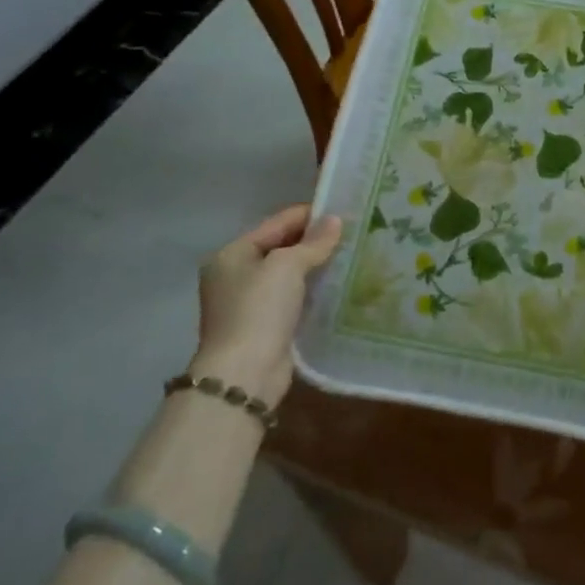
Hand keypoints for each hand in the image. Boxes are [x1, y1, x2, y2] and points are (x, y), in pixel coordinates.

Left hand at [193, 205, 341, 404]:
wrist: (245, 374)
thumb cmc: (259, 310)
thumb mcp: (287, 266)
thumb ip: (313, 242)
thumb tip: (336, 220)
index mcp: (232, 254)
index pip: (276, 223)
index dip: (309, 215)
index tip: (343, 210)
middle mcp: (235, 275)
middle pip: (280, 247)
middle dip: (313, 241)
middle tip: (352, 233)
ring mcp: (248, 303)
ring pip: (288, 274)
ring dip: (314, 266)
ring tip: (350, 255)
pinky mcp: (264, 327)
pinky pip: (292, 298)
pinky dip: (311, 290)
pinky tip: (337, 285)